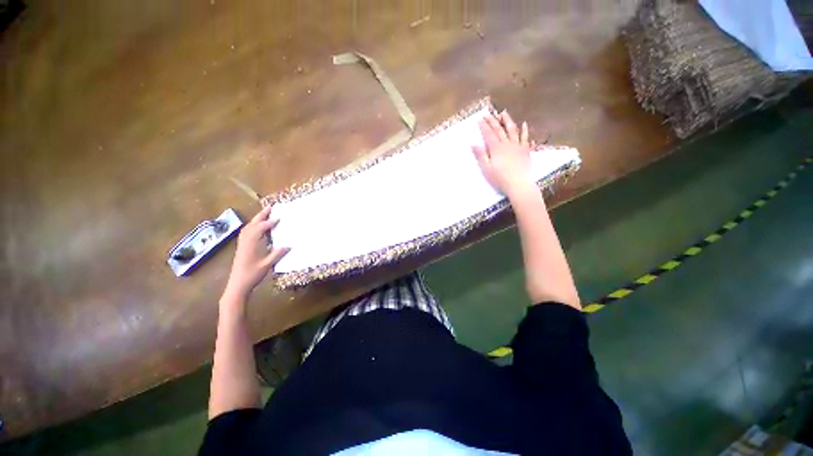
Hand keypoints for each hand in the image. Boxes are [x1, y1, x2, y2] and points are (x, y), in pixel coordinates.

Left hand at [224, 205, 289, 300]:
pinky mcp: (241, 248)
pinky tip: (257, 228)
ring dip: (256, 219)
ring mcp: (242, 245)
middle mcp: (245, 242)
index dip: (269, 223)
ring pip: (248, 228)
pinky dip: (252, 226)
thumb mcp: (267, 265)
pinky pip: (246, 232)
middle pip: (252, 225)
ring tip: (265, 214)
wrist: (237, 285)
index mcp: (251, 245)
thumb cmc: (252, 275)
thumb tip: (289, 245)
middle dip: (261, 215)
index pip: (260, 229)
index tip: (278, 218)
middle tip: (270, 207)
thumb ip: (277, 254)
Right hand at [472, 111, 534, 196]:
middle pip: (499, 130)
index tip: (480, 119)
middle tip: (488, 114)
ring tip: (504, 113)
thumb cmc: (500, 179)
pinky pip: (525, 138)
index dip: (484, 126)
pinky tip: (523, 124)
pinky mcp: (525, 150)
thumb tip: (473, 144)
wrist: (519, 184)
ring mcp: (518, 146)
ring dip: (507, 121)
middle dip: (493, 121)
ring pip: (512, 130)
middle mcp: (507, 144)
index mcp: (496, 148)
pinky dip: (524, 130)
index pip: (489, 134)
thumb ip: (481, 155)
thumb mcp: (486, 169)